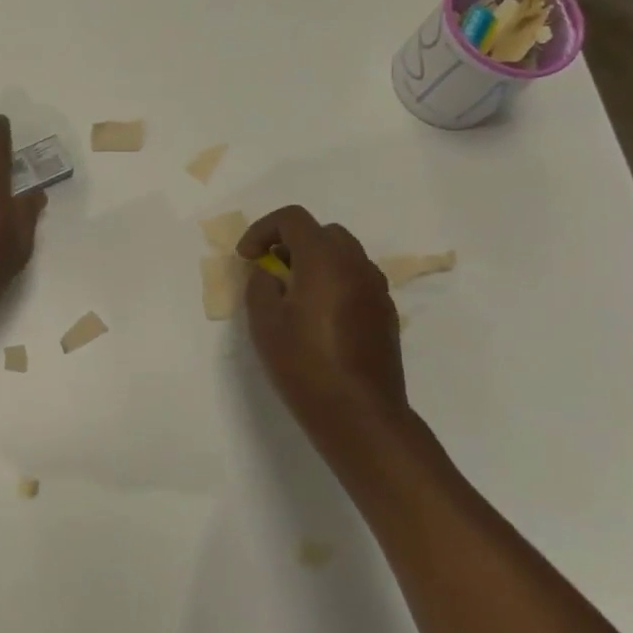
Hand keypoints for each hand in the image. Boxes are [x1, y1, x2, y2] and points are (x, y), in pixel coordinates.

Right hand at [239, 206, 411, 448]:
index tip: (247, 258)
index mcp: (325, 259)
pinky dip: (334, 282)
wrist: (359, 414)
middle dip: (292, 242)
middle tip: (270, 269)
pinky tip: (319, 317)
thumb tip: (268, 274)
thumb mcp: (264, 322)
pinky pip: (357, 280)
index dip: (263, 230)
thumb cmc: (304, 364)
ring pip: (344, 255)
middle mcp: (356, 265)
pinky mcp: (385, 313)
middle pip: (323, 232)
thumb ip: (260, 285)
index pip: (293, 218)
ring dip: (315, 262)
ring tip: (293, 294)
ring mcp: (376, 289)